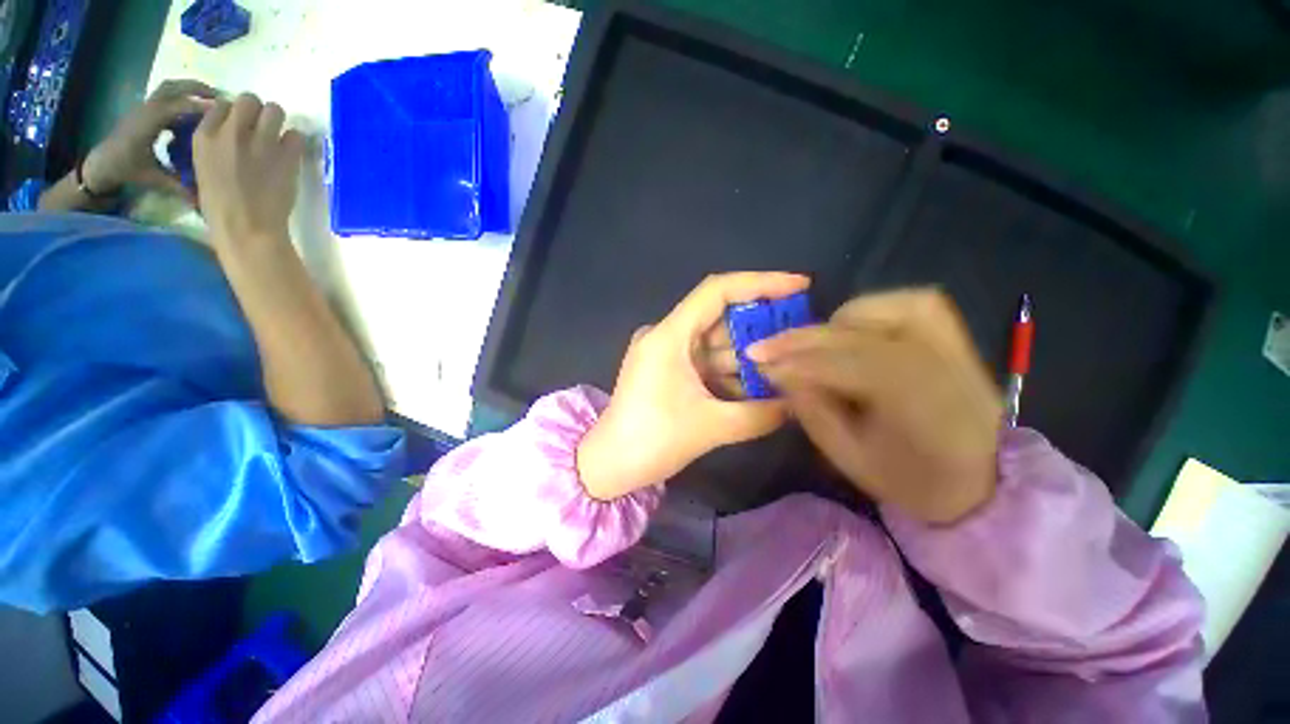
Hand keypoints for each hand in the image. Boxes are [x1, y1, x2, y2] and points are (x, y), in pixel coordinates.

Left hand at [82, 79, 216, 197]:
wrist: (100, 165)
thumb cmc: (124, 170)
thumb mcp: (152, 179)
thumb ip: (178, 186)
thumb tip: (203, 199)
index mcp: (147, 123)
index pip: (177, 106)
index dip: (200, 107)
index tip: (225, 113)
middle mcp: (146, 110)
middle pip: (174, 88)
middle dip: (198, 89)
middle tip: (224, 100)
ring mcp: (145, 108)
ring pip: (171, 88)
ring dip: (192, 90)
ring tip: (214, 100)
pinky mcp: (146, 111)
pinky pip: (168, 97)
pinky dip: (185, 99)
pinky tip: (197, 111)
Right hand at [193, 93, 305, 248]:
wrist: (246, 228)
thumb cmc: (221, 207)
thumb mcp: (203, 168)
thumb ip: (215, 146)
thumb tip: (231, 133)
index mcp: (203, 136)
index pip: (221, 105)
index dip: (234, 114)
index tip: (240, 128)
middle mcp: (231, 132)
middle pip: (249, 100)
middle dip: (257, 111)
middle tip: (262, 130)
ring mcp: (260, 142)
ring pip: (275, 110)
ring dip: (277, 121)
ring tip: (278, 139)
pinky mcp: (285, 156)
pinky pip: (296, 135)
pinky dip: (295, 143)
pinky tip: (291, 156)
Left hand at [576, 272, 810, 499]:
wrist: (611, 465)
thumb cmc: (653, 441)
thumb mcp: (713, 426)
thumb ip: (762, 413)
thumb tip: (799, 404)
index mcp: (669, 336)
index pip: (717, 291)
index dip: (760, 283)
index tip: (799, 286)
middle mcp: (666, 335)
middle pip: (720, 318)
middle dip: (760, 330)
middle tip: (800, 338)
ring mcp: (665, 353)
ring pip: (716, 344)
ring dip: (748, 357)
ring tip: (788, 368)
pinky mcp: (667, 370)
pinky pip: (706, 362)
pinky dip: (731, 372)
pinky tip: (759, 386)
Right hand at [750, 289, 1002, 523]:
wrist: (985, 484)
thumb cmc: (914, 481)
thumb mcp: (851, 459)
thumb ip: (813, 412)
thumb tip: (780, 374)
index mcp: (918, 403)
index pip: (842, 366)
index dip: (794, 363)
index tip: (758, 364)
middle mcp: (939, 362)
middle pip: (855, 334)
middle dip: (801, 339)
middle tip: (764, 347)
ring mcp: (952, 343)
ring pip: (885, 308)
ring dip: (835, 322)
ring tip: (810, 343)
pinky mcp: (954, 336)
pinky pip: (910, 302)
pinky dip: (873, 309)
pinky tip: (851, 327)